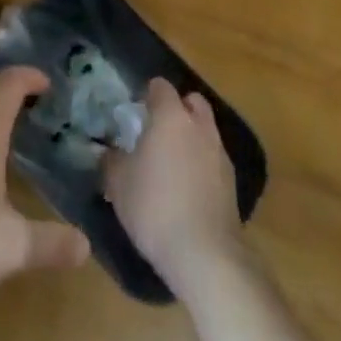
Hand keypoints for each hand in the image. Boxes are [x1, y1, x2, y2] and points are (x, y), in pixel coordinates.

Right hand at [103, 78, 244, 293]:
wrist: (204, 254)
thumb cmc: (154, 207)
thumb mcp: (118, 184)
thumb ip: (111, 160)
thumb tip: (108, 151)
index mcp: (171, 117)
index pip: (161, 87)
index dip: (148, 94)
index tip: (136, 110)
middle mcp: (199, 126)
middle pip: (191, 101)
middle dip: (177, 109)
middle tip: (157, 130)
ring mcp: (220, 153)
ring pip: (205, 130)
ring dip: (191, 136)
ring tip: (172, 162)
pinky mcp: (232, 182)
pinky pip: (214, 158)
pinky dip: (202, 163)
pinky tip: (188, 188)